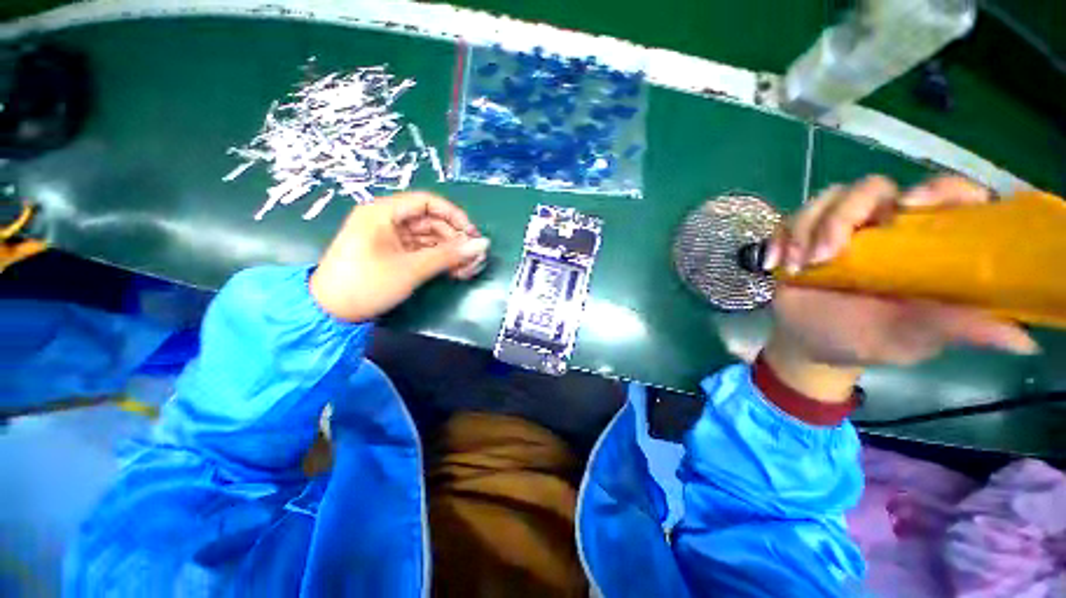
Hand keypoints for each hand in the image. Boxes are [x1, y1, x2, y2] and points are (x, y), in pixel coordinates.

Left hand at [310, 192, 489, 321]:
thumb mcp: (411, 269)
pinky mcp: (393, 254)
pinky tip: (454, 272)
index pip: (428, 202)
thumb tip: (482, 245)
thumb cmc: (367, 284)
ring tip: (468, 270)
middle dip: (455, 240)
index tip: (473, 234)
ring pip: (429, 238)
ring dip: (450, 253)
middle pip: (431, 222)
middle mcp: (387, 220)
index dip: (454, 216)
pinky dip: (439, 260)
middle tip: (474, 259)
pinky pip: (422, 251)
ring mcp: (390, 238)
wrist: (330, 313)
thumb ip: (449, 255)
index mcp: (383, 212)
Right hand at [762, 175, 1038, 401]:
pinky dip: (779, 238)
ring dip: (805, 229)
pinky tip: (776, 264)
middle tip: (825, 255)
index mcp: (923, 243)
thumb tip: (1019, 339)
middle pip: (871, 188)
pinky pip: (789, 220)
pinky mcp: (802, 237)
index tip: (908, 207)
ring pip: (825, 200)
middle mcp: (884, 225)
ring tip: (797, 266)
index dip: (935, 189)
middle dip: (843, 215)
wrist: (812, 344)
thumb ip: (955, 329)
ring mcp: (839, 229)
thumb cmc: (868, 340)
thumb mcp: (913, 338)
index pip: (944, 194)